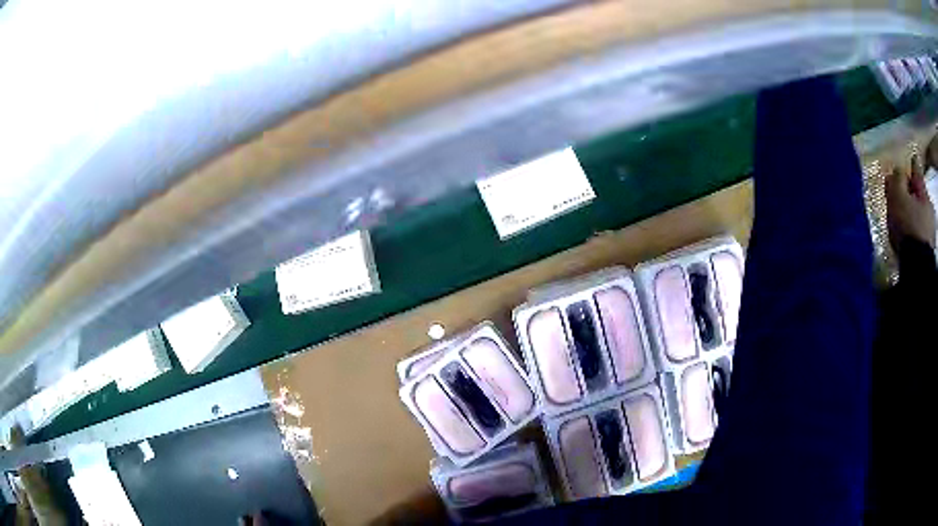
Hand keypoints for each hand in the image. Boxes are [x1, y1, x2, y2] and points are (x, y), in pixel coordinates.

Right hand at [886, 154, 935, 250]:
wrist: (918, 268)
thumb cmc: (908, 226)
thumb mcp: (898, 196)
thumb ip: (897, 179)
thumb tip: (897, 170)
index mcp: (924, 191)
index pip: (916, 170)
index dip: (912, 164)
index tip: (911, 158)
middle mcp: (929, 207)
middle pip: (919, 194)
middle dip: (912, 193)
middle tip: (902, 194)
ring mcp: (930, 231)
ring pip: (920, 215)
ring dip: (913, 214)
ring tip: (904, 218)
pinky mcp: (928, 250)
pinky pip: (920, 233)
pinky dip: (914, 231)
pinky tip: (909, 236)